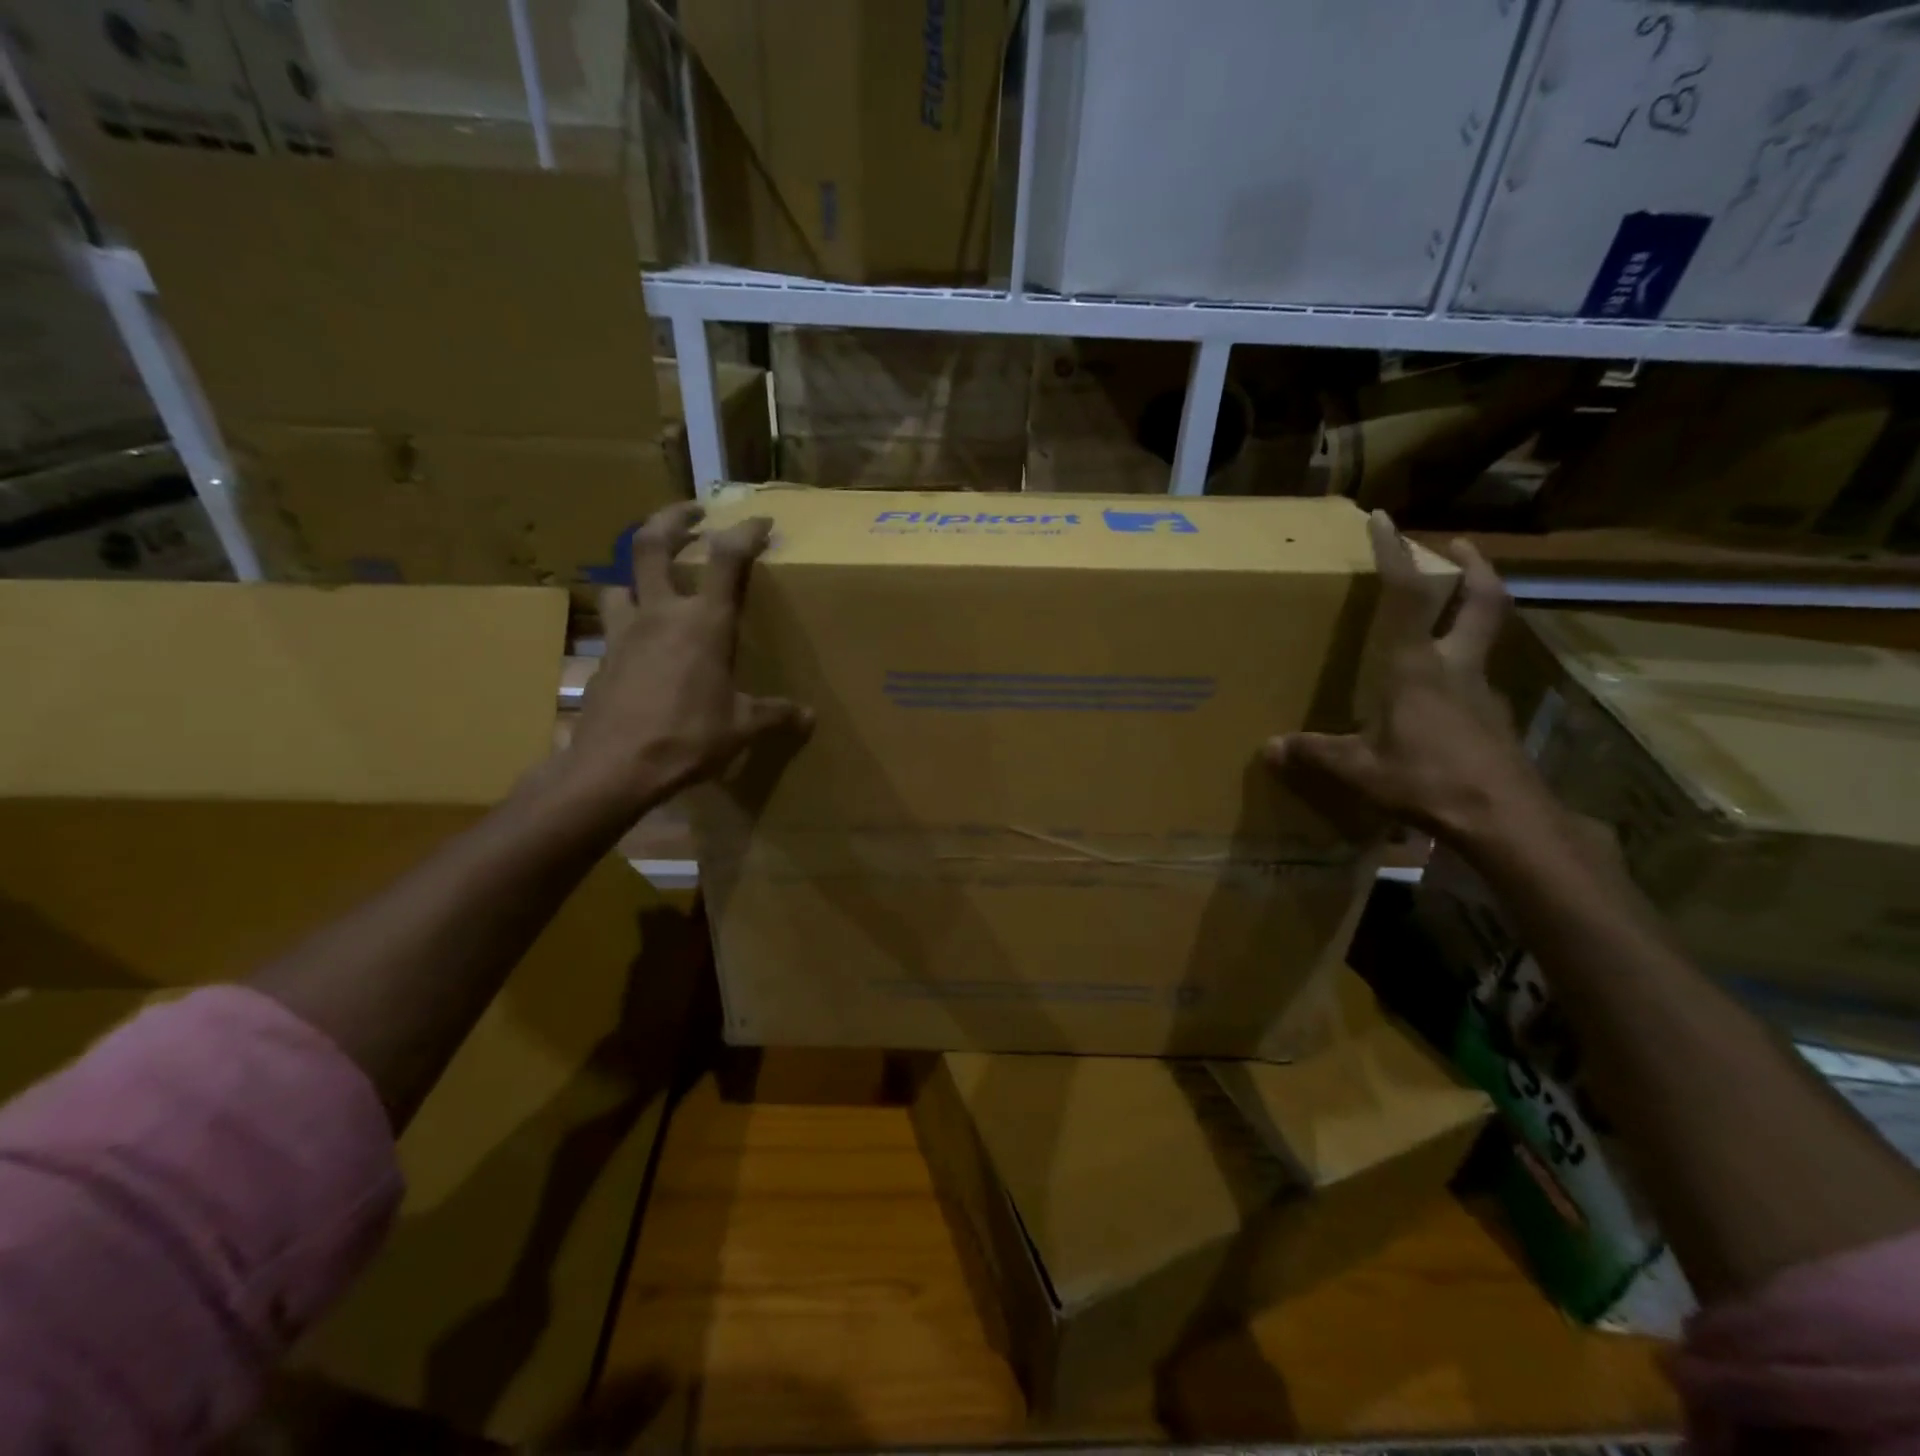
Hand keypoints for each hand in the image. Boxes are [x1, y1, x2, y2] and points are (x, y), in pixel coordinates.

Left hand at [565, 503, 809, 818]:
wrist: (614, 767)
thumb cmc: (687, 738)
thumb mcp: (741, 727)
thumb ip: (775, 714)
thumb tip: (808, 717)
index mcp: (703, 623)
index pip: (727, 559)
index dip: (745, 532)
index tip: (761, 522)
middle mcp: (661, 614)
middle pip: (651, 543)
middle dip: (672, 518)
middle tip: (692, 511)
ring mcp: (624, 633)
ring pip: (620, 582)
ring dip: (637, 573)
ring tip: (655, 581)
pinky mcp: (603, 658)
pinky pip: (613, 625)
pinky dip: (628, 620)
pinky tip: (641, 644)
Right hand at [1264, 511, 1549, 847]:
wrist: (1505, 819)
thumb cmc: (1427, 780)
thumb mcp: (1360, 769)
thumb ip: (1315, 753)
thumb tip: (1269, 749)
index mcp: (1416, 667)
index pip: (1408, 596)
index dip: (1395, 555)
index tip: (1385, 519)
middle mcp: (1456, 668)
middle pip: (1480, 602)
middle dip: (1472, 568)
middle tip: (1458, 547)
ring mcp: (1482, 693)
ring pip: (1484, 639)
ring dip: (1472, 615)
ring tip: (1447, 617)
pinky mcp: (1493, 721)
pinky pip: (1476, 681)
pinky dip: (1462, 670)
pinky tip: (1440, 697)